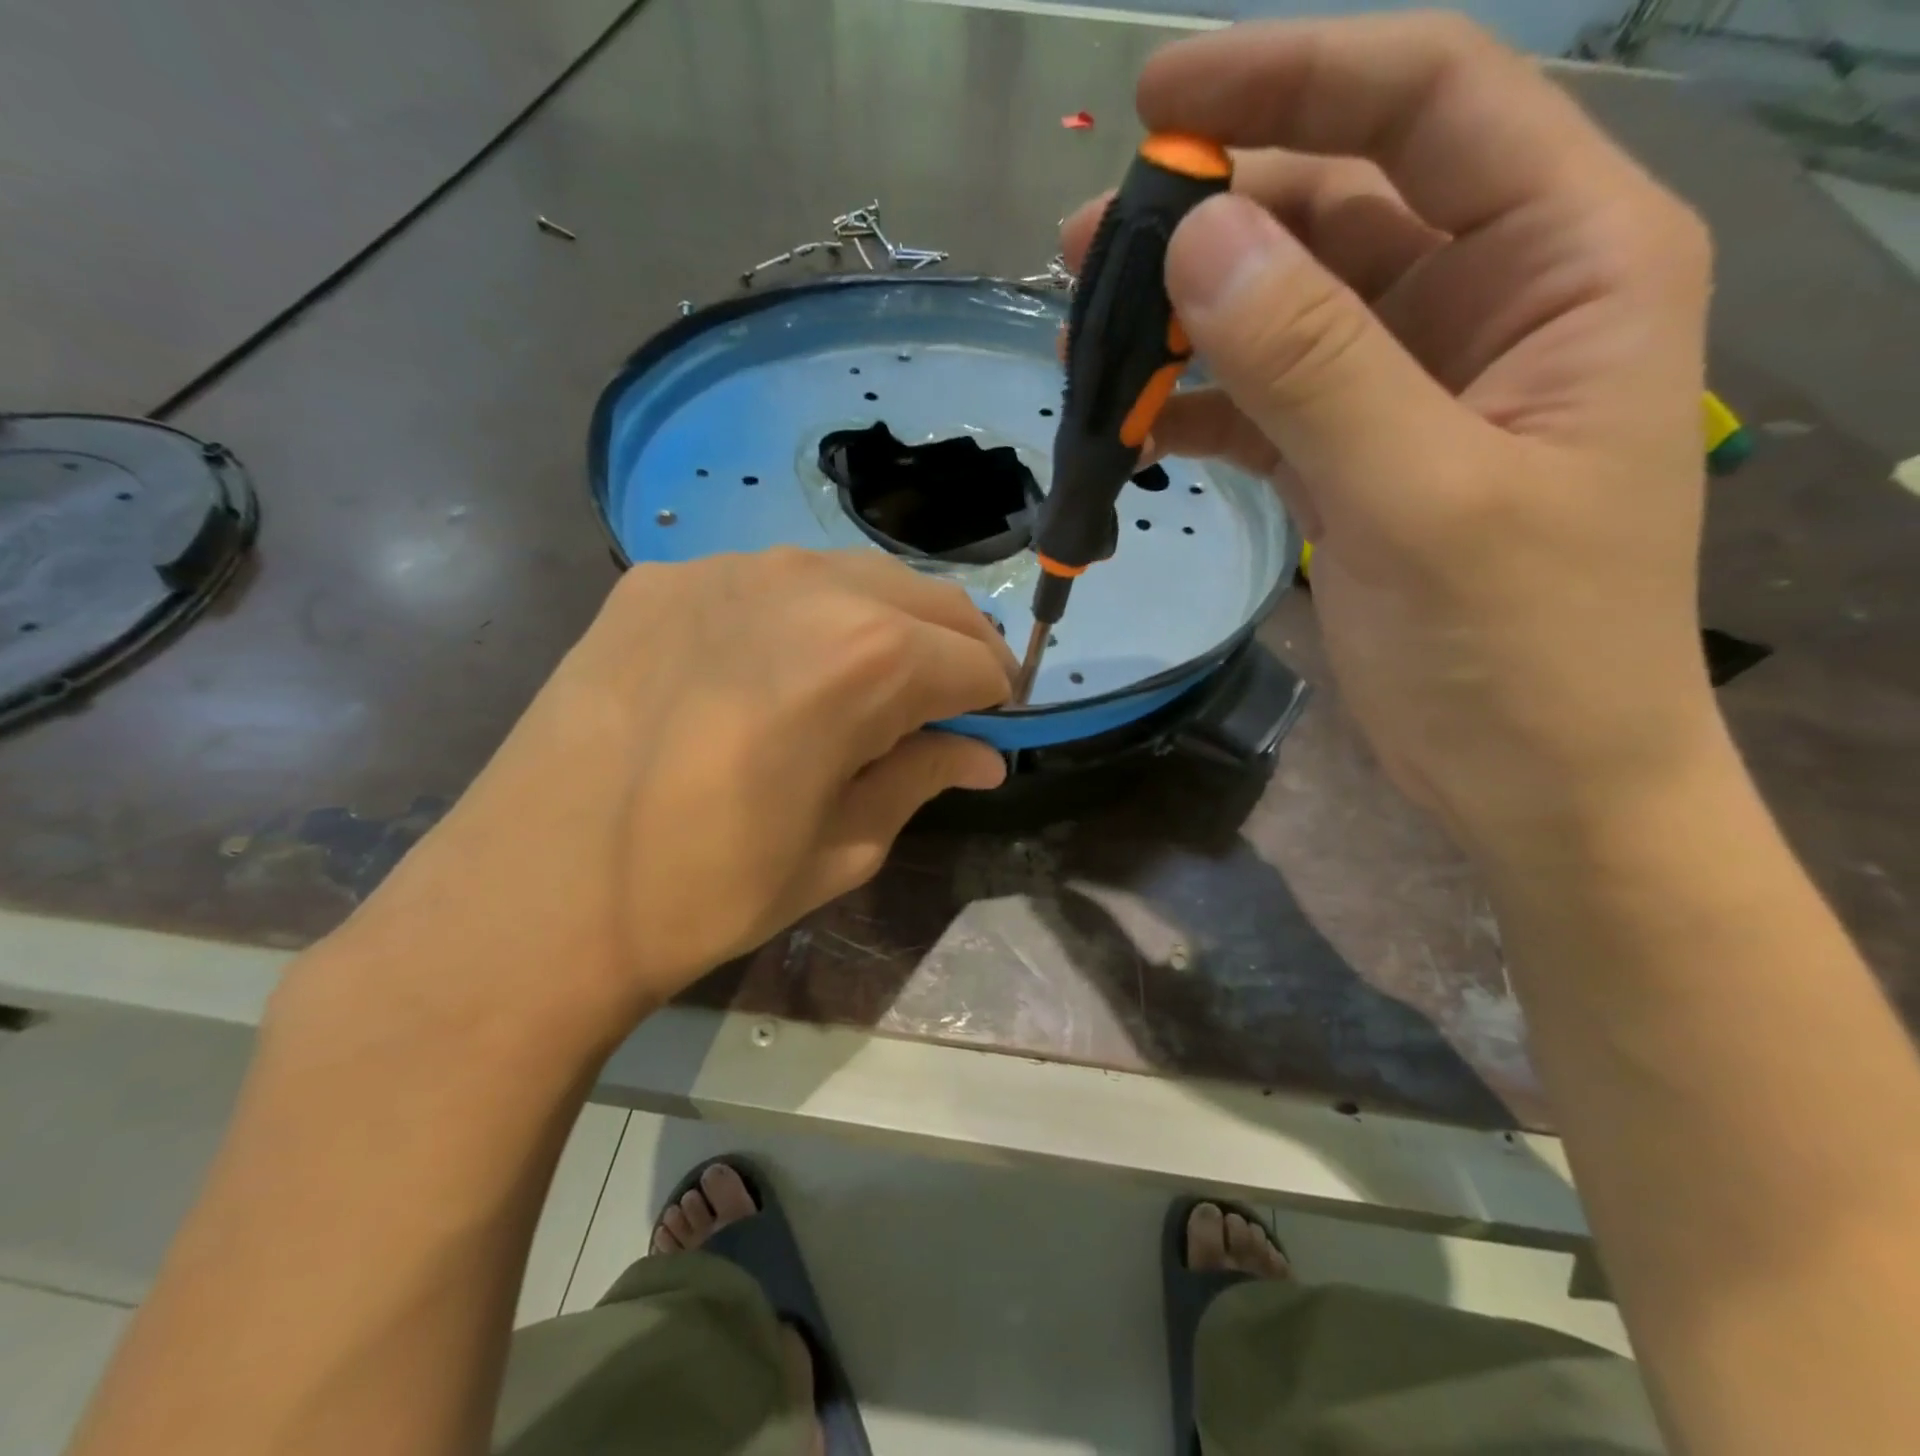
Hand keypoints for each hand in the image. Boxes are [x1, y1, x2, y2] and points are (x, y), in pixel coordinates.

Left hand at [327, 550, 1012, 1033]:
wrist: (528, 899)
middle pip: (925, 600)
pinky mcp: (661, 577)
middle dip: (957, 650)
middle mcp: (804, 586)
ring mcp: (724, 569)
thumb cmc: (705, 893)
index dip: (995, 698)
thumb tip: (981, 756)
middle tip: (949, 707)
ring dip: (888, 624)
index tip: (988, 732)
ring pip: (853, 575)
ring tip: (871, 685)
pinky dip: (807, 616)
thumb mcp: (842, 849)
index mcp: (863, 659)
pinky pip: (771, 580)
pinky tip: (776, 669)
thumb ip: (921, 778)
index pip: (972, 659)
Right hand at [1067, 15, 1719, 852]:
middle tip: (1088, 250)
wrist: (1534, 777)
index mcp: (1566, 262)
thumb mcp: (1419, 496)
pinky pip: (1265, 403)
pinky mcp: (1357, 460)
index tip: (1160, 99)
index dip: (1292, 79)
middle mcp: (1490, 302)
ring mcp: (1413, 387)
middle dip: (1212, 218)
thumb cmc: (1520, 648)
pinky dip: (1198, 407)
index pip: (1425, 106)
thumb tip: (1197, 237)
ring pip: (1285, 312)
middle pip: (1336, 208)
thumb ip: (1313, 362)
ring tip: (1088, 341)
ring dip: (1188, 321)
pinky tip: (1131, 426)